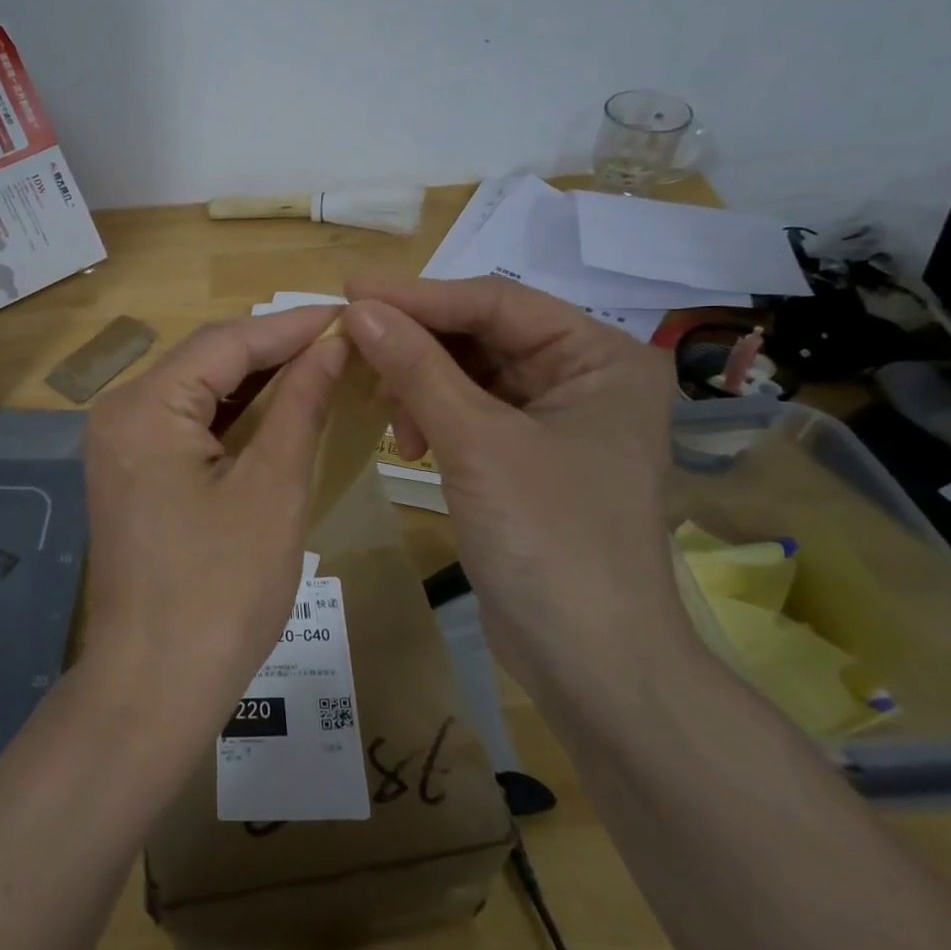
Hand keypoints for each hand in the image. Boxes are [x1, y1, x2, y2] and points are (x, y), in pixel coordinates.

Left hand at [77, 308, 346, 749]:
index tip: (352, 315)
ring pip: (198, 391)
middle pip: (206, 361)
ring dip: (257, 382)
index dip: (292, 325)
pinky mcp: (130, 473)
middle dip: (275, 350)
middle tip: (345, 342)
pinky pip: (185, 426)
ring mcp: (119, 445)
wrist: (154, 686)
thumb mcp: (273, 489)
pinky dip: (232, 417)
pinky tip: (277, 412)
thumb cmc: (221, 591)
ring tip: (324, 368)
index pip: (226, 342)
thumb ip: (301, 404)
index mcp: (145, 407)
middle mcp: (120, 413)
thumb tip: (334, 344)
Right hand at [342, 275, 684, 672]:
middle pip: (482, 336)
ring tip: (381, 406)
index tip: (349, 290)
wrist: (587, 659)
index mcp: (601, 357)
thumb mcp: (476, 442)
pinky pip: (468, 413)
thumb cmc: (548, 538)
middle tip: (351, 344)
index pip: (496, 303)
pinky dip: (432, 417)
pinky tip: (407, 441)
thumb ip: (417, 368)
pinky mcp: (526, 457)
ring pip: (469, 374)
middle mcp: (584, 378)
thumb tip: (358, 309)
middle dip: (416, 344)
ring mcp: (556, 420)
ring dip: (419, 384)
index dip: (419, 295)